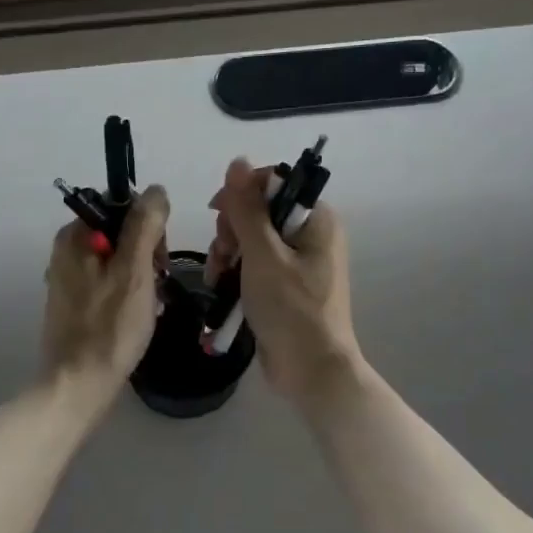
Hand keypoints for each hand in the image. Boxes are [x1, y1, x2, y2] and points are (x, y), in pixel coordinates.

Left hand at [41, 185, 169, 394]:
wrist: (77, 386)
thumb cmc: (109, 327)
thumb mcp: (135, 270)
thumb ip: (145, 225)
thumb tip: (156, 190)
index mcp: (74, 235)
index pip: (122, 206)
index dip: (148, 226)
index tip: (159, 258)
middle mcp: (66, 250)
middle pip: (121, 232)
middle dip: (146, 254)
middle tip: (156, 286)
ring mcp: (68, 277)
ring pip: (119, 260)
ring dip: (141, 277)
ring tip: (149, 306)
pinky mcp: (75, 302)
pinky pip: (110, 282)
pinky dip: (128, 293)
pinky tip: (137, 316)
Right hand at [207, 159, 362, 403]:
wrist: (312, 371)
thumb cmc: (291, 309)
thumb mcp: (263, 254)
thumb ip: (246, 208)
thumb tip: (237, 161)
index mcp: (316, 219)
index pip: (273, 184)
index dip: (241, 193)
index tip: (218, 214)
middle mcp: (310, 235)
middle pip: (258, 212)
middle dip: (231, 231)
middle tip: (223, 255)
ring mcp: (298, 262)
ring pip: (250, 240)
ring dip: (227, 254)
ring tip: (216, 279)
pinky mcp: (285, 286)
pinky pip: (254, 266)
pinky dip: (235, 274)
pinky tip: (220, 289)